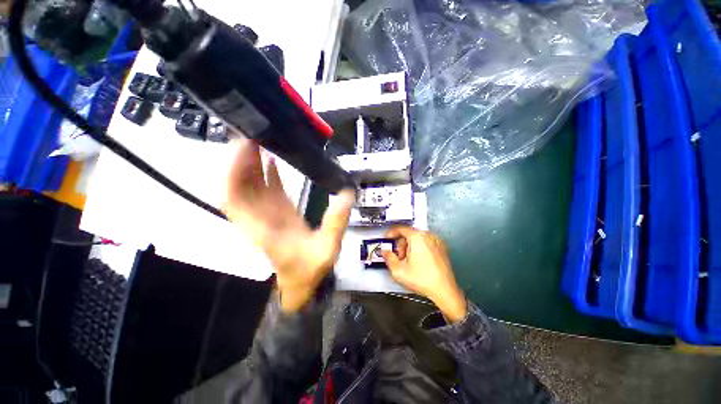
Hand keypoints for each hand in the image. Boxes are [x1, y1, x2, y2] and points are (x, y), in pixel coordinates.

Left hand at [224, 139, 354, 312]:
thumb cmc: (310, 269)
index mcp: (262, 228)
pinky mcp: (276, 212)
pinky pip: (265, 190)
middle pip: (237, 186)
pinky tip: (270, 159)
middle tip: (251, 135)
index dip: (233, 172)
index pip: (234, 198)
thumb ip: (335, 222)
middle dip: (238, 160)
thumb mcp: (327, 248)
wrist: (303, 281)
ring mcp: (265, 214)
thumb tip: (346, 193)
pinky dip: (264, 173)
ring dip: (248, 163)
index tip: (243, 148)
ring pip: (248, 186)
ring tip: (259, 140)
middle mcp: (257, 219)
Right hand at [382, 226, 467, 322]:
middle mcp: (428, 235)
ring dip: (410, 247)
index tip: (387, 238)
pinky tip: (418, 262)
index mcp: (417, 237)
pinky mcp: (442, 248)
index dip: (391, 233)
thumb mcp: (398, 270)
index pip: (401, 229)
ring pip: (417, 238)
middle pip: (409, 234)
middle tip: (399, 257)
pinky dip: (419, 248)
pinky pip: (426, 243)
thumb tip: (385, 251)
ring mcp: (437, 241)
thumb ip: (388, 257)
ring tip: (409, 262)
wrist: (444, 290)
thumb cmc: (422, 279)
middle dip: (401, 244)